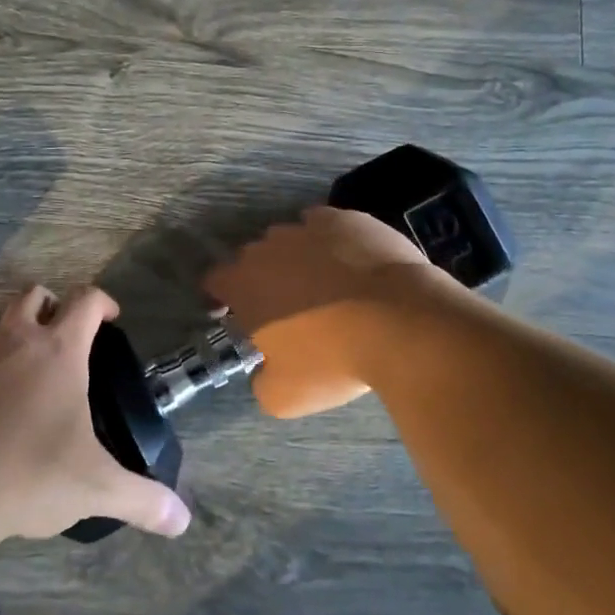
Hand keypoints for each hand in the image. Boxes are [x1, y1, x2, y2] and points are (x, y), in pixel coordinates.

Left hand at [0, 285, 190, 541]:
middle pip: (32, 296)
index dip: (102, 302)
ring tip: (17, 366)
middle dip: (51, 306)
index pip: (85, 301)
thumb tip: (182, 520)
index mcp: (58, 351)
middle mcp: (13, 340)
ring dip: (6, 332)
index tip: (111, 318)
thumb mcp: (95, 488)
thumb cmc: (28, 473)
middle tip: (62, 337)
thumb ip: (142, 500)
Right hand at [203, 206, 435, 417]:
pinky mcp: (348, 219)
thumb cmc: (333, 360)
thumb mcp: (284, 396)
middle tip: (286, 308)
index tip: (235, 314)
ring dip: (297, 259)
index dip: (220, 297)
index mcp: (244, 284)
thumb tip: (265, 371)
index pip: (214, 280)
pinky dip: (332, 243)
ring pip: (291, 240)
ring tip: (323, 286)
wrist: (401, 321)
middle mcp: (269, 247)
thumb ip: (261, 381)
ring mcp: (309, 228)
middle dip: (262, 279)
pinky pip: (328, 227)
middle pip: (253, 258)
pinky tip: (350, 264)